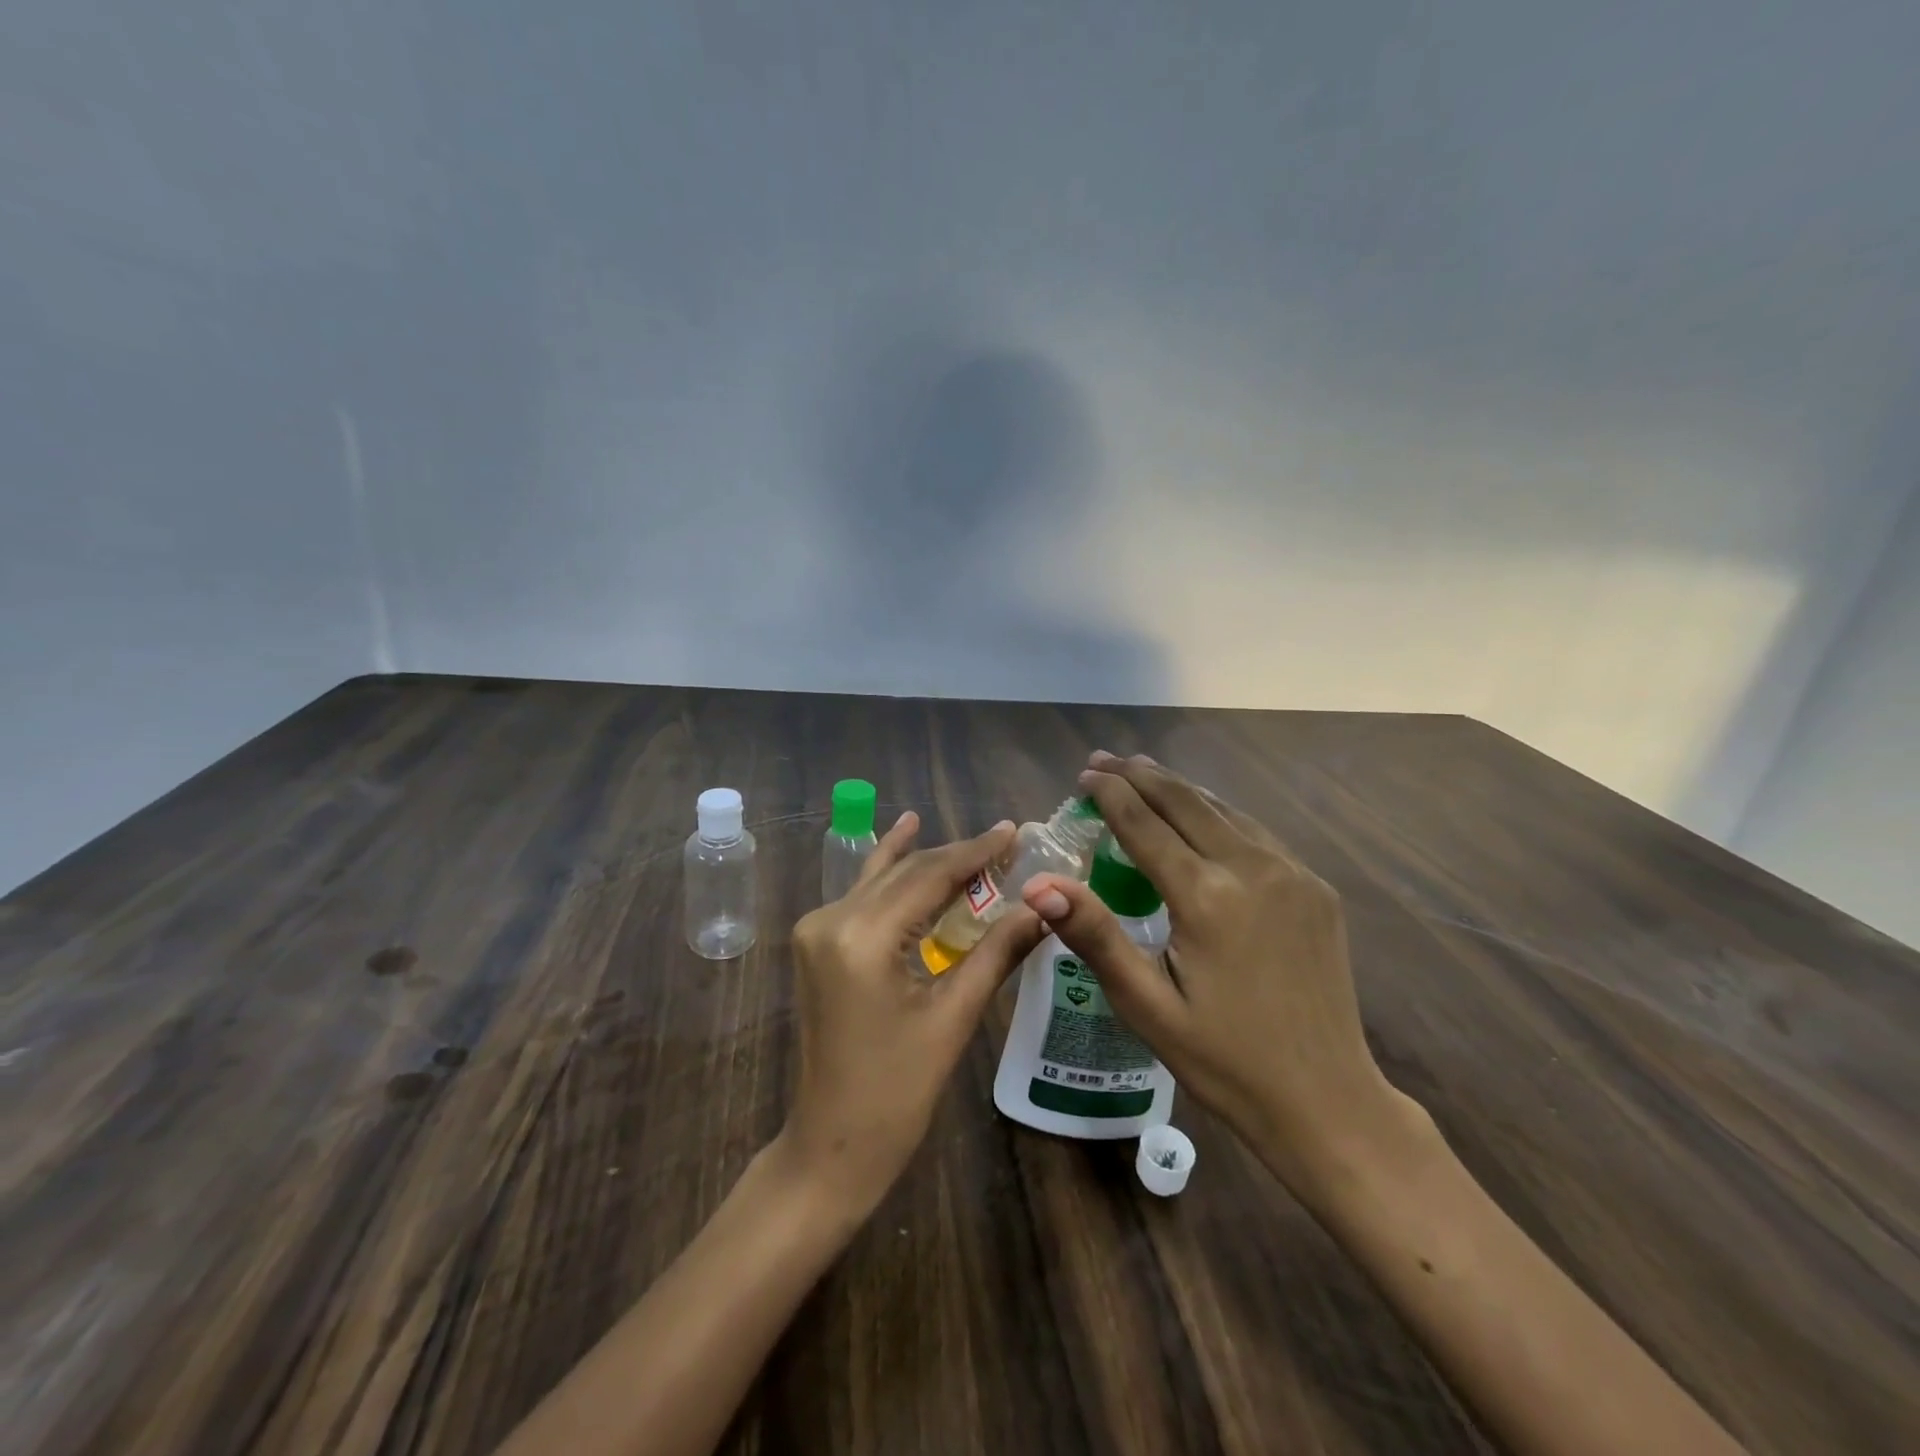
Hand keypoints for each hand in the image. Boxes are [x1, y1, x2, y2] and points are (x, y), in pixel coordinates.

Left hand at [783, 812, 1046, 1215]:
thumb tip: (1044, 907)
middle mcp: (831, 918)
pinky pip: (864, 896)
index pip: (928, 875)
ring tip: (971, 840)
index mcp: (862, 936)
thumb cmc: (897, 1092)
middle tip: (1005, 840)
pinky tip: (904, 837)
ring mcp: (817, 928)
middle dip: (956, 856)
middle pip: (905, 872)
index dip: (975, 852)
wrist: (831, 1144)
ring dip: (926, 861)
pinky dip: (894, 875)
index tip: (1012, 830)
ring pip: (883, 879)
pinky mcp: (817, 942)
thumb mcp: (954, 1018)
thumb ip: (997, 952)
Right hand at [1021, 752, 1406, 1200]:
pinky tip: (1201, 815)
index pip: (1145, 824)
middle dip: (1140, 776)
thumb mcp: (1147, 1006)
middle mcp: (1253, 869)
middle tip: (1103, 760)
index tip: (1084, 774)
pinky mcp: (1316, 889)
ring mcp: (1293, 874)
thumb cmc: (1224, 1061)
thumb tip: (1040, 884)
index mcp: (1207, 897)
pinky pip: (1255, 832)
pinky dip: (1217, 813)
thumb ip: (1095, 936)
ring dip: (1179, 789)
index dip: (1110, 794)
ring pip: (1224, 809)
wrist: (1328, 1102)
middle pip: (1186, 802)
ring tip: (1143, 773)